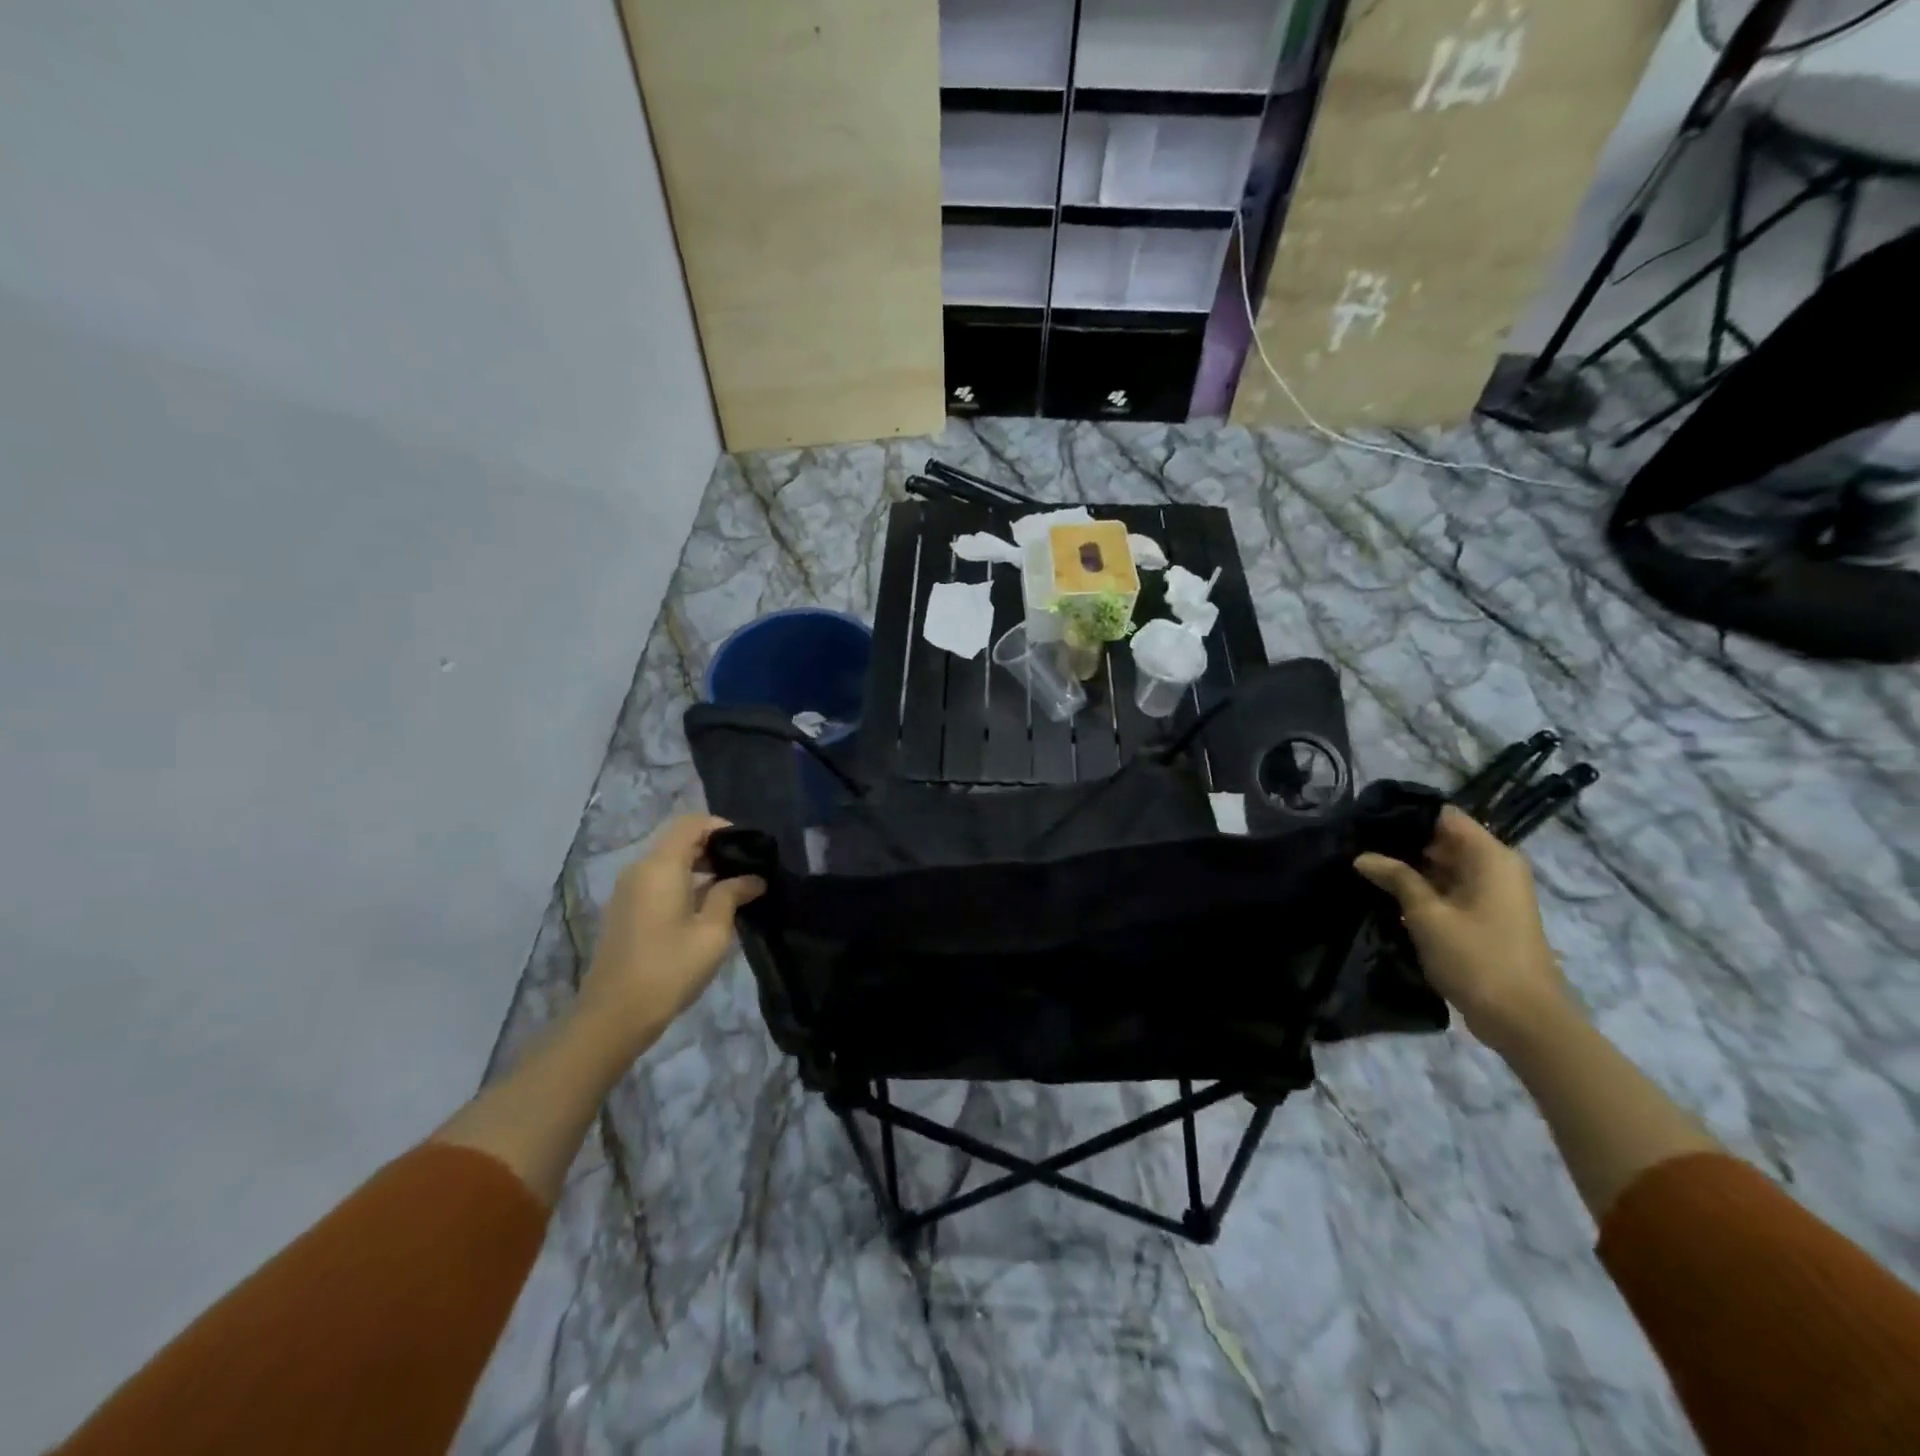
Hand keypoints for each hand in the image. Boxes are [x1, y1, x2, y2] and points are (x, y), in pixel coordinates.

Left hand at [576, 815, 764, 1051]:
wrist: (613, 1017)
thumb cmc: (669, 969)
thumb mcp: (712, 932)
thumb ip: (732, 895)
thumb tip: (753, 878)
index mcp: (660, 867)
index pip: (691, 823)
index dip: (722, 827)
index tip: (750, 847)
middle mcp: (639, 870)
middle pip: (679, 840)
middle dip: (714, 847)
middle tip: (747, 869)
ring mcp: (628, 891)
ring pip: (668, 861)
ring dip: (700, 866)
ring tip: (733, 889)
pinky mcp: (625, 910)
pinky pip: (658, 880)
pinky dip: (684, 882)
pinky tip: (706, 907)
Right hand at [1354, 805, 1579, 1056]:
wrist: (1524, 1020)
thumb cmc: (1476, 958)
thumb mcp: (1427, 915)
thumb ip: (1396, 878)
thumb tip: (1362, 856)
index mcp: (1490, 857)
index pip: (1444, 816)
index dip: (1407, 815)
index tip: (1367, 819)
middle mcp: (1496, 867)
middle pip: (1443, 840)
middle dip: (1402, 842)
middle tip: (1356, 844)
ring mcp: (1493, 893)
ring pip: (1444, 866)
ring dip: (1410, 868)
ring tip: (1364, 866)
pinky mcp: (1486, 916)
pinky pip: (1450, 889)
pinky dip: (1423, 888)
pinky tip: (1387, 893)